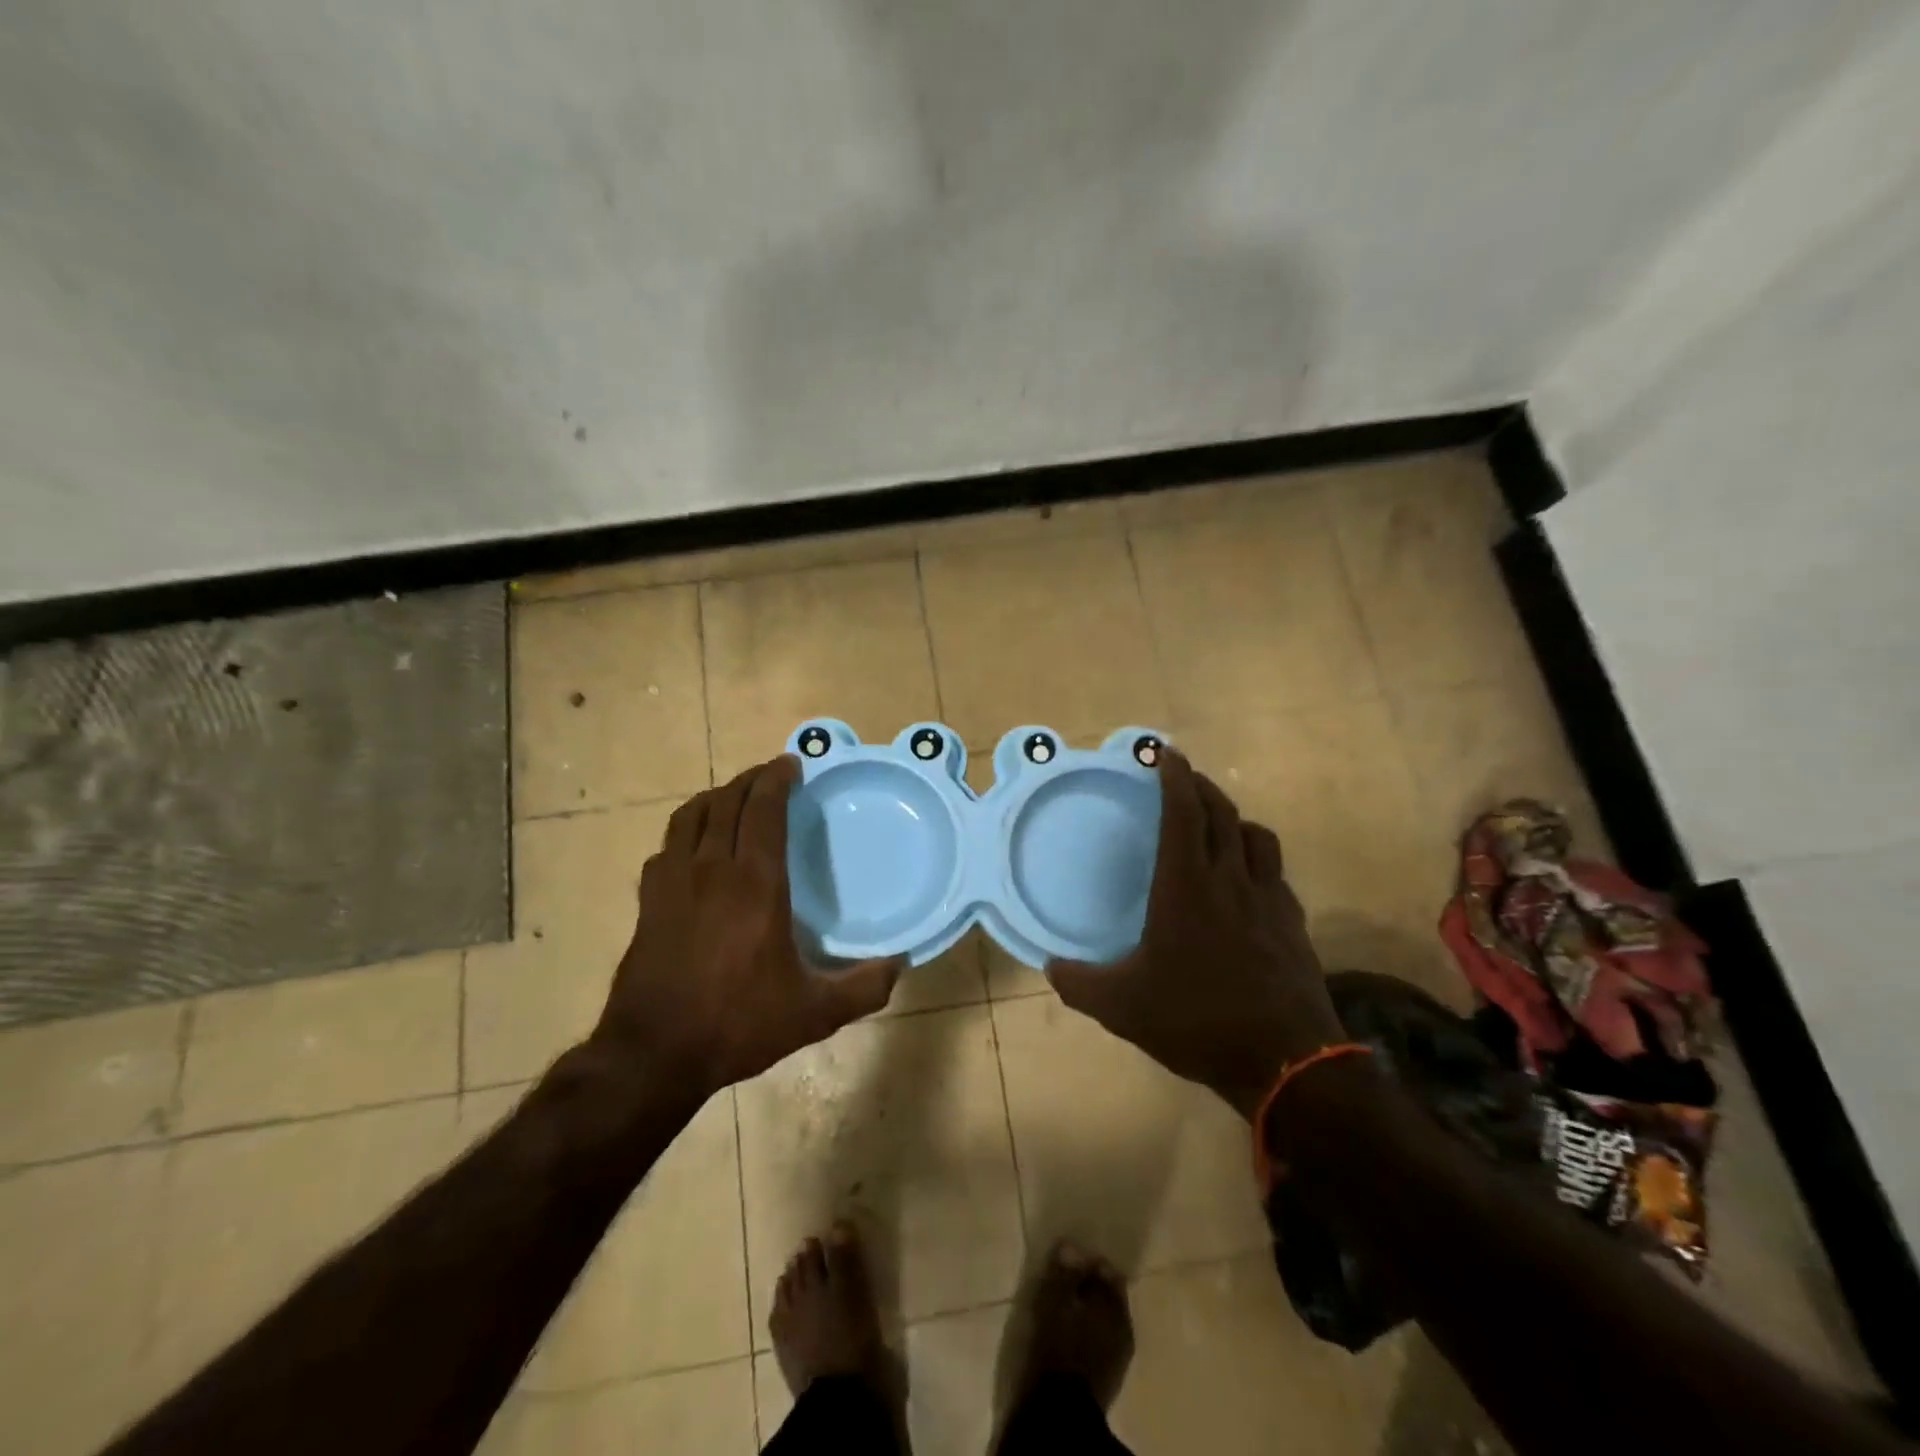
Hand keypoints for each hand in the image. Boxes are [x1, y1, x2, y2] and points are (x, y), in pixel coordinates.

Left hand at [586, 756, 901, 1104]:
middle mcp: (711, 871)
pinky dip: (686, 830)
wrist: (654, 1054)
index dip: (776, 779)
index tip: (791, 764)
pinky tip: (695, 845)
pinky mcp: (648, 901)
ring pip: (690, 817)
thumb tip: (900, 964)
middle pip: (727, 803)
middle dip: (750, 779)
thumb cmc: (738, 1024)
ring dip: (716, 797)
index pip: (763, 811)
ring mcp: (673, 883)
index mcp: (755, 885)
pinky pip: (667, 846)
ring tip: (735, 796)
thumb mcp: (814, 1013)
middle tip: (771, 774)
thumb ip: (863, 988)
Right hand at [1046, 751, 1345, 1118]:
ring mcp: (1269, 901)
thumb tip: (1050, 966)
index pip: (1183, 813)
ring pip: (1258, 838)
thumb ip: (1078, 983)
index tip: (1165, 753)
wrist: (1286, 1062)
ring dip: (1236, 819)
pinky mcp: (1294, 925)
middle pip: (1223, 813)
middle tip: (1185, 777)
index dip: (1174, 777)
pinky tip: (1248, 884)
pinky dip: (1258, 862)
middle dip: (1203, 786)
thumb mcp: (1121, 1007)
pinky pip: (1276, 875)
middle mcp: (1230, 880)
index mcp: (1186, 886)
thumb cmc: (1197, 1019)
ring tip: (1219, 825)